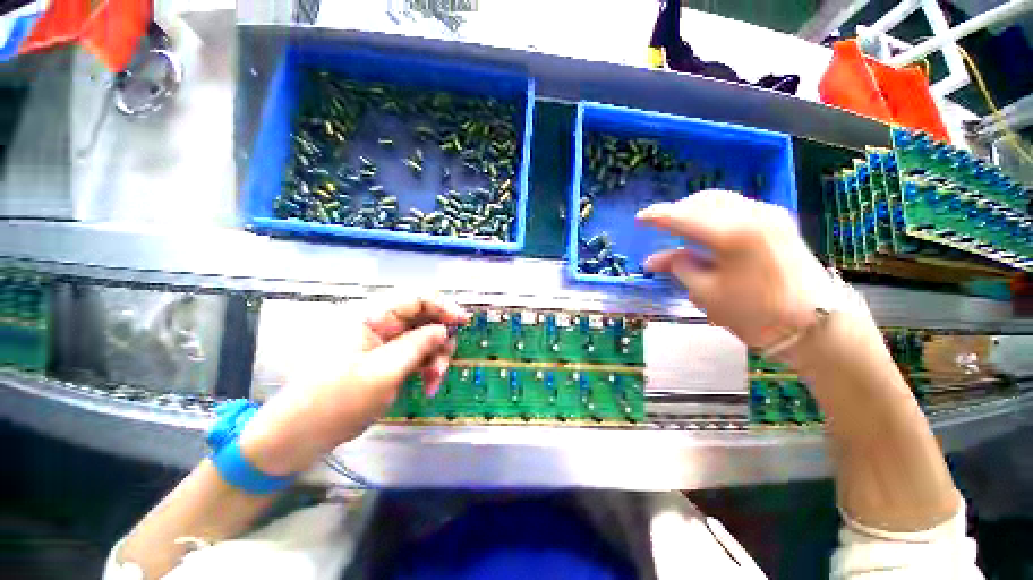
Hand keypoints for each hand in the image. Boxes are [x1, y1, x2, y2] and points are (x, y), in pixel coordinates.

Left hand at [239, 295, 468, 474]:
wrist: (299, 436)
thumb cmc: (336, 401)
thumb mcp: (383, 372)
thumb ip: (417, 345)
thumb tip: (444, 329)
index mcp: (371, 317)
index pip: (416, 298)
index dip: (443, 306)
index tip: (463, 322)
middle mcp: (380, 325)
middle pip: (424, 319)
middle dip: (439, 341)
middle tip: (442, 365)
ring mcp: (383, 344)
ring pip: (424, 340)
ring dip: (435, 359)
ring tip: (433, 384)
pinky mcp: (386, 361)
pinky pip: (416, 356)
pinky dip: (426, 369)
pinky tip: (427, 387)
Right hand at [637, 190, 835, 349]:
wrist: (815, 326)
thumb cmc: (756, 313)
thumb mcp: (706, 293)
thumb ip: (679, 267)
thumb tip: (653, 259)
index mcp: (732, 234)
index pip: (683, 217)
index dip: (657, 216)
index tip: (639, 218)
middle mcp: (752, 214)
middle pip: (703, 201)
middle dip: (677, 211)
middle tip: (660, 226)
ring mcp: (769, 215)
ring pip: (721, 201)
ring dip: (695, 211)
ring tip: (680, 228)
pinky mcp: (778, 222)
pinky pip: (736, 207)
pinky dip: (714, 214)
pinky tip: (706, 229)